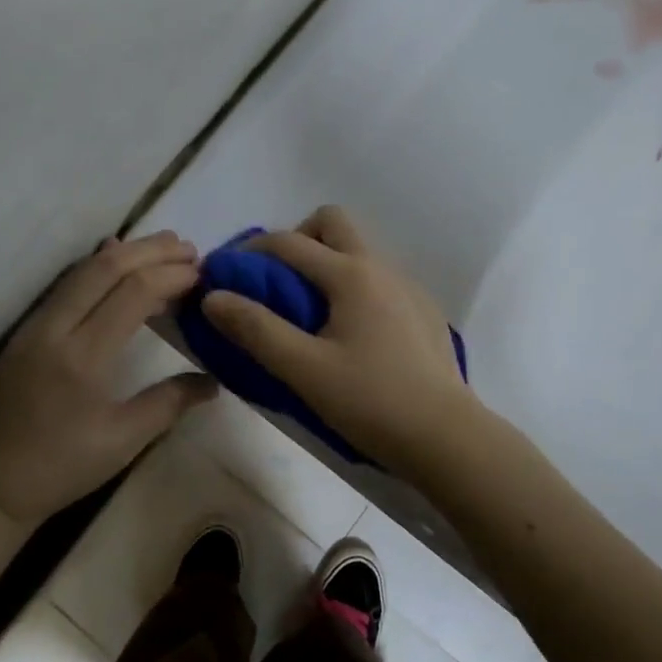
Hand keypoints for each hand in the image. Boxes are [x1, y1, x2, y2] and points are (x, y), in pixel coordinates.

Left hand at [0, 231, 218, 526]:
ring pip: (83, 269)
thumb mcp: (122, 441)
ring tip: (164, 248)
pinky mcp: (26, 330)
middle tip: (190, 249)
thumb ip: (169, 403)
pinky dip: (98, 266)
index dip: (171, 275)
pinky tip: (114, 260)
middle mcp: (57, 327)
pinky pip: (67, 284)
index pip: (133, 292)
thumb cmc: (59, 467)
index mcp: (84, 356)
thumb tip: (213, 382)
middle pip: (107, 267)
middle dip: (152, 250)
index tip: (203, 274)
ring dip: (126, 252)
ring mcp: (36, 324)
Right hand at [200, 206, 481, 478]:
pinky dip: (355, 288)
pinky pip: (380, 279)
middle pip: (332, 223)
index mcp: (350, 274)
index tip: (225, 274)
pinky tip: (353, 335)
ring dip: (328, 263)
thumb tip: (214, 297)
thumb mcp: (303, 369)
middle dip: (298, 240)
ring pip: (360, 250)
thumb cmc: (371, 401)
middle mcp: (382, 267)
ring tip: (312, 313)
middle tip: (279, 283)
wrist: (447, 438)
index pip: (288, 242)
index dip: (249, 252)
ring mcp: (409, 287)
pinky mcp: (425, 311)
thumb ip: (255, 329)